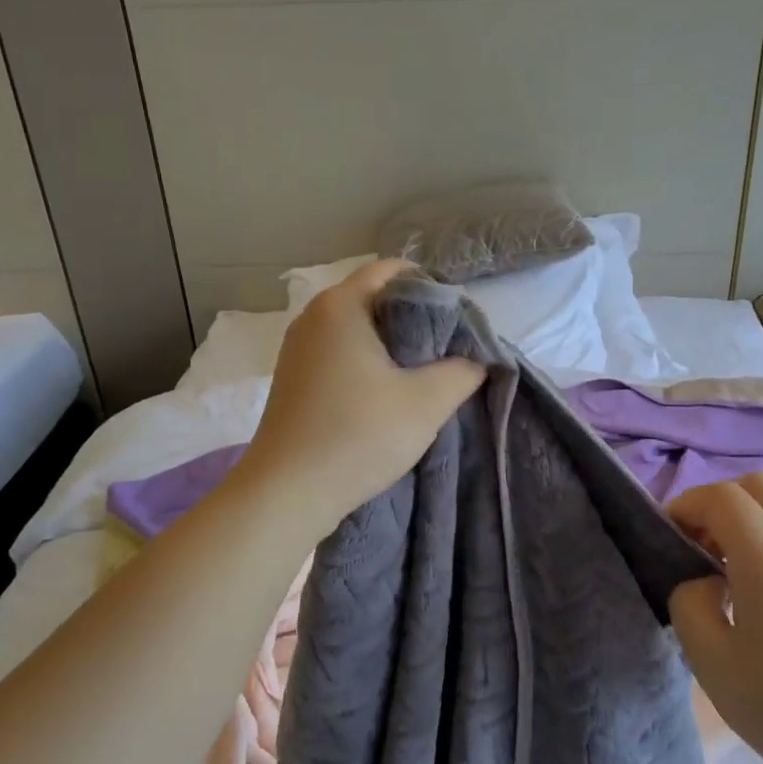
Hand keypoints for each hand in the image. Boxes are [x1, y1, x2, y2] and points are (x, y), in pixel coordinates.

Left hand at [237, 259, 485, 535]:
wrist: (287, 493)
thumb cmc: (358, 435)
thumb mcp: (427, 402)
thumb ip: (462, 371)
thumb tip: (476, 360)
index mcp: (340, 305)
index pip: (393, 270)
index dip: (432, 288)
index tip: (458, 321)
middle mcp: (313, 317)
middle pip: (375, 298)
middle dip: (415, 319)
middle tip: (449, 350)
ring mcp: (298, 349)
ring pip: (357, 329)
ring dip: (392, 345)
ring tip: (423, 374)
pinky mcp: (294, 379)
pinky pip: (340, 353)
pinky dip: (367, 363)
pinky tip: (386, 395)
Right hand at [667, 474, 762, 763]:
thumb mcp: (710, 661)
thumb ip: (689, 602)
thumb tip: (701, 580)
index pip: (724, 497)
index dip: (688, 503)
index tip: (669, 533)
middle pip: (760, 486)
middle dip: (719, 499)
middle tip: (697, 540)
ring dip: (746, 519)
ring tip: (723, 568)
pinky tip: (758, 592)